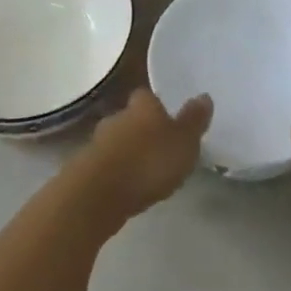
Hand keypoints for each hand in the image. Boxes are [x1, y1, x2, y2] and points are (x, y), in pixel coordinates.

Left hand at [76, 88, 212, 220]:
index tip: (170, 119)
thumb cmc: (148, 161)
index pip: (149, 96)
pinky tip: (127, 185)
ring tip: (146, 170)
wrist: (98, 193)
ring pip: (118, 140)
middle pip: (132, 117)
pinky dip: (117, 171)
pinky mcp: (86, 167)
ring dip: (129, 151)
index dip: (159, 106)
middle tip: (160, 146)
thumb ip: (194, 120)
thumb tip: (204, 96)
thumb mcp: (184, 142)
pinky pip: (108, 163)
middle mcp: (118, 115)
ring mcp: (98, 141)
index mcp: (142, 104)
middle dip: (143, 129)